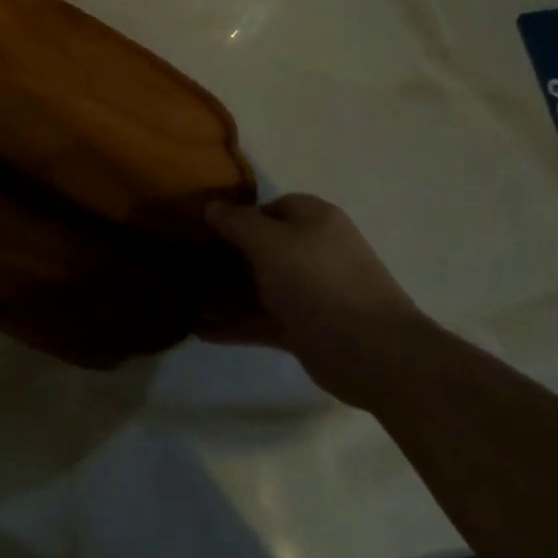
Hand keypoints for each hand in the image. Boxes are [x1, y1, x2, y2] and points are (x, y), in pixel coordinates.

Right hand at [207, 193, 422, 401]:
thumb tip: (211, 205)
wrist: (373, 352)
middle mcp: (313, 250)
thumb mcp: (269, 242)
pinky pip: (262, 320)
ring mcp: (310, 292)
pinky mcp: (305, 328)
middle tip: (186, 265)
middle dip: (225, 258)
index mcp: (313, 219)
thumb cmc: (318, 281)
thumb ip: (237, 222)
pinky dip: (235, 325)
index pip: (269, 207)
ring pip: (259, 287)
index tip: (202, 229)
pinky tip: (200, 330)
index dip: (236, 215)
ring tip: (184, 300)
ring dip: (225, 295)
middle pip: (261, 248)